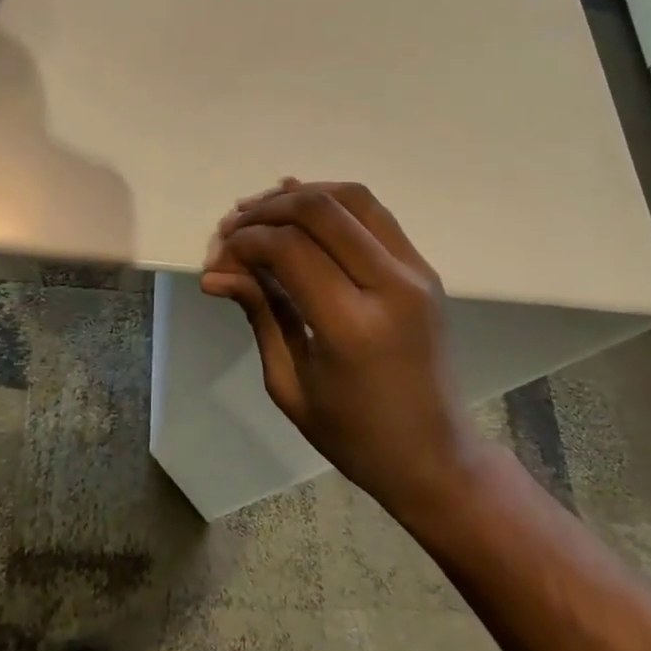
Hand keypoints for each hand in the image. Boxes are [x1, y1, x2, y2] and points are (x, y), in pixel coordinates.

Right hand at [201, 180, 479, 519]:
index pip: (290, 249)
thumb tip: (216, 273)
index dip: (246, 241)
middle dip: (267, 210)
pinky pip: (375, 214)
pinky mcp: (424, 268)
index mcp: (353, 326)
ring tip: (262, 210)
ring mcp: (415, 272)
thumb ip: (259, 314)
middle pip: (320, 210)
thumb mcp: (290, 384)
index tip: (219, 257)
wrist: (435, 455)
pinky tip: (301, 212)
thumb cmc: (354, 435)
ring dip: (301, 195)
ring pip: (353, 197)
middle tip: (233, 227)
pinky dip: (333, 203)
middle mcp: (391, 286)